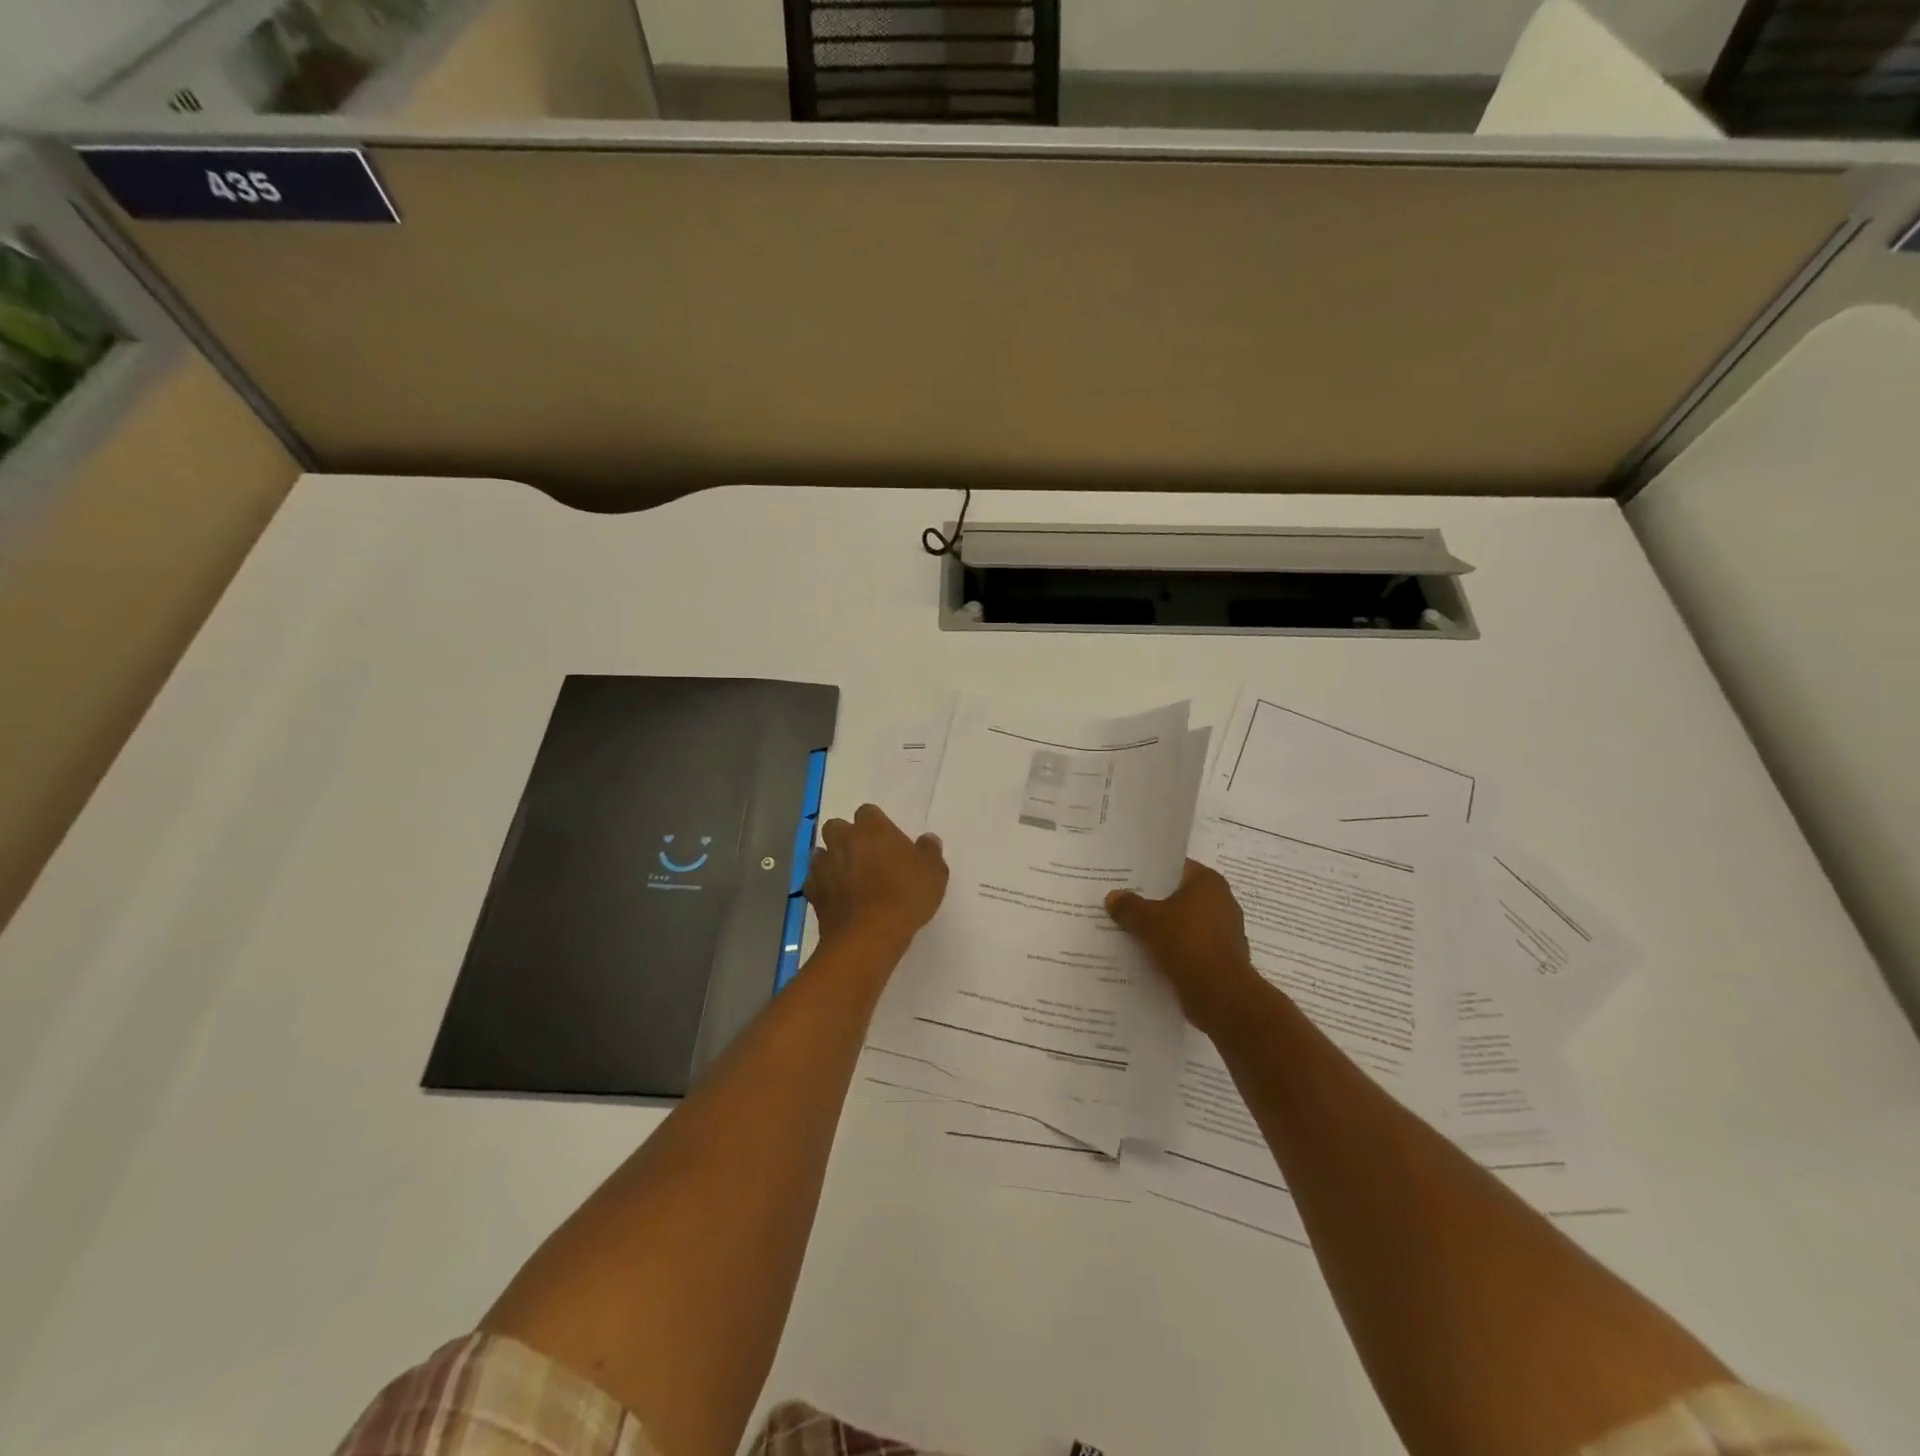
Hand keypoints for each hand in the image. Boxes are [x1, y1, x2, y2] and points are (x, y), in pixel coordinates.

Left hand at [806, 804, 948, 950]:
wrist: (868, 935)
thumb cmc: (905, 896)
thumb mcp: (934, 873)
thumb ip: (929, 851)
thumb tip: (928, 839)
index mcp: (872, 828)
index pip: (868, 812)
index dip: (876, 824)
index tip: (887, 841)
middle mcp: (843, 839)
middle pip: (836, 826)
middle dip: (846, 837)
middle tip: (864, 856)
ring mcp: (824, 865)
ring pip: (821, 852)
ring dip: (832, 860)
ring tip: (848, 878)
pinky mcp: (813, 892)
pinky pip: (814, 881)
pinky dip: (822, 886)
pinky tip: (835, 898)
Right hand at [1106, 860, 1263, 1030]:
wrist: (1220, 994)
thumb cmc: (1186, 943)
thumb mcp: (1147, 920)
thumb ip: (1128, 906)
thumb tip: (1113, 896)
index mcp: (1208, 882)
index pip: (1175, 867)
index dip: (1150, 871)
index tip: (1126, 878)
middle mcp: (1221, 901)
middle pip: (1179, 896)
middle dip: (1153, 901)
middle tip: (1122, 903)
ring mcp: (1224, 931)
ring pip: (1184, 923)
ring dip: (1162, 928)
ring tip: (1129, 931)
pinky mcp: (1221, 958)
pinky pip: (1190, 947)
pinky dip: (1173, 950)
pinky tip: (1148, 956)